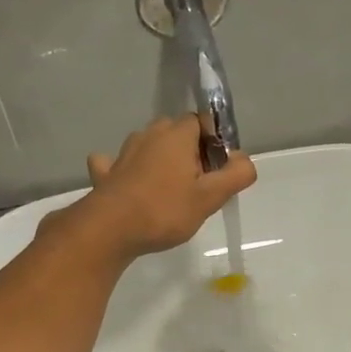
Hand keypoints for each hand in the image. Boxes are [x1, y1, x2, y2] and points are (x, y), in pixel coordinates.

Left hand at [73, 117, 255, 260]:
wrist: (110, 229)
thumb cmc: (165, 210)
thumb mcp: (210, 197)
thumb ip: (235, 175)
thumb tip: (244, 160)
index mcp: (177, 135)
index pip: (201, 122)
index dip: (214, 142)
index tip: (218, 170)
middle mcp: (149, 134)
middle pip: (176, 133)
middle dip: (189, 152)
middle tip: (198, 185)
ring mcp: (123, 152)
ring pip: (149, 145)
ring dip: (160, 159)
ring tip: (170, 191)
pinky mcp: (105, 172)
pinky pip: (117, 163)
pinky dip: (125, 169)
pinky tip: (130, 184)